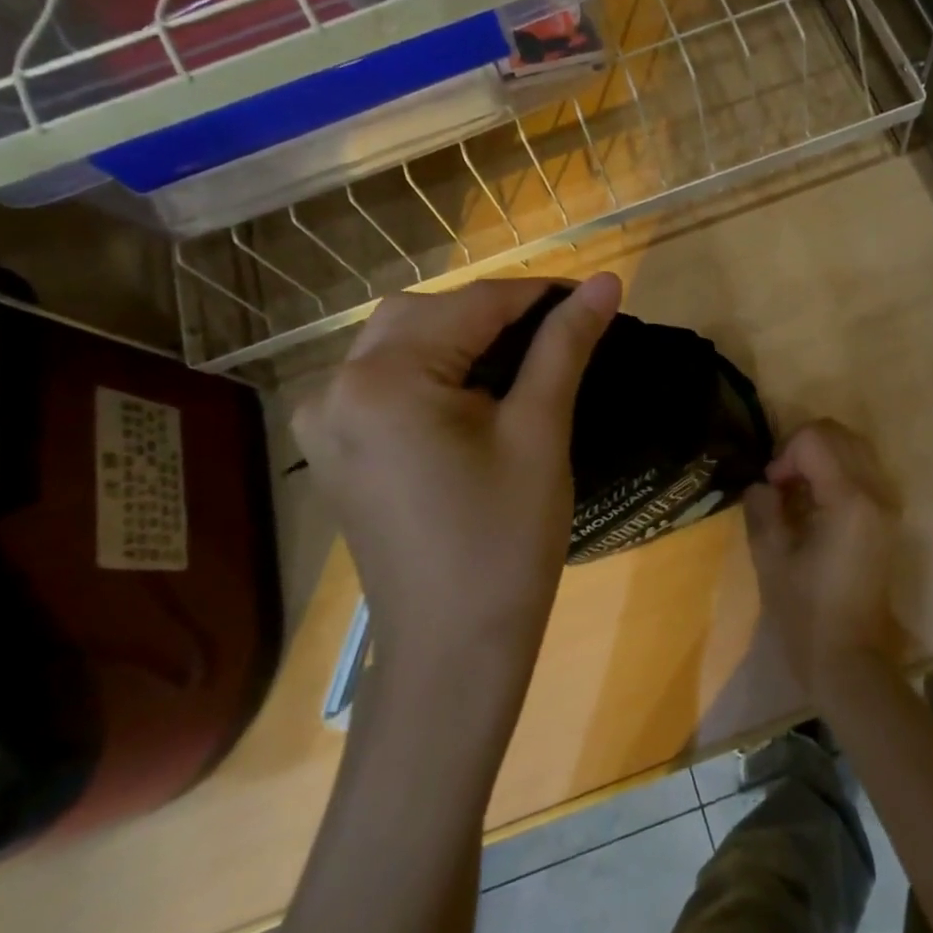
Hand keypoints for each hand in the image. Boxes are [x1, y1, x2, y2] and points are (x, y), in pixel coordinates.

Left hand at [292, 275, 621, 681]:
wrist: (452, 651)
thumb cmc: (505, 541)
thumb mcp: (539, 431)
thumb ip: (566, 345)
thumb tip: (606, 281)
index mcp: (384, 379)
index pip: (473, 304)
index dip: (538, 293)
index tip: (590, 294)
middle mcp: (337, 386)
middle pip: (426, 313)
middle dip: (496, 312)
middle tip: (559, 330)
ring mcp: (325, 419)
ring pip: (400, 340)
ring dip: (461, 334)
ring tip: (524, 355)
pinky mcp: (334, 447)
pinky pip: (382, 378)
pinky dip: (430, 366)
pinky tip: (472, 388)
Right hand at [742, 419, 902, 706]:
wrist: (849, 661)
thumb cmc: (805, 613)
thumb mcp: (770, 557)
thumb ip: (762, 507)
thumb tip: (763, 485)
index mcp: (849, 500)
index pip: (816, 439)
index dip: (785, 454)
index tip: (772, 488)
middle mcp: (876, 493)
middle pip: (839, 435)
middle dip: (803, 448)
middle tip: (781, 484)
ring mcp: (888, 505)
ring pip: (854, 448)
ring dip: (821, 457)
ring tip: (796, 492)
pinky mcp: (888, 519)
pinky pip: (863, 471)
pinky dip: (836, 472)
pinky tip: (816, 504)